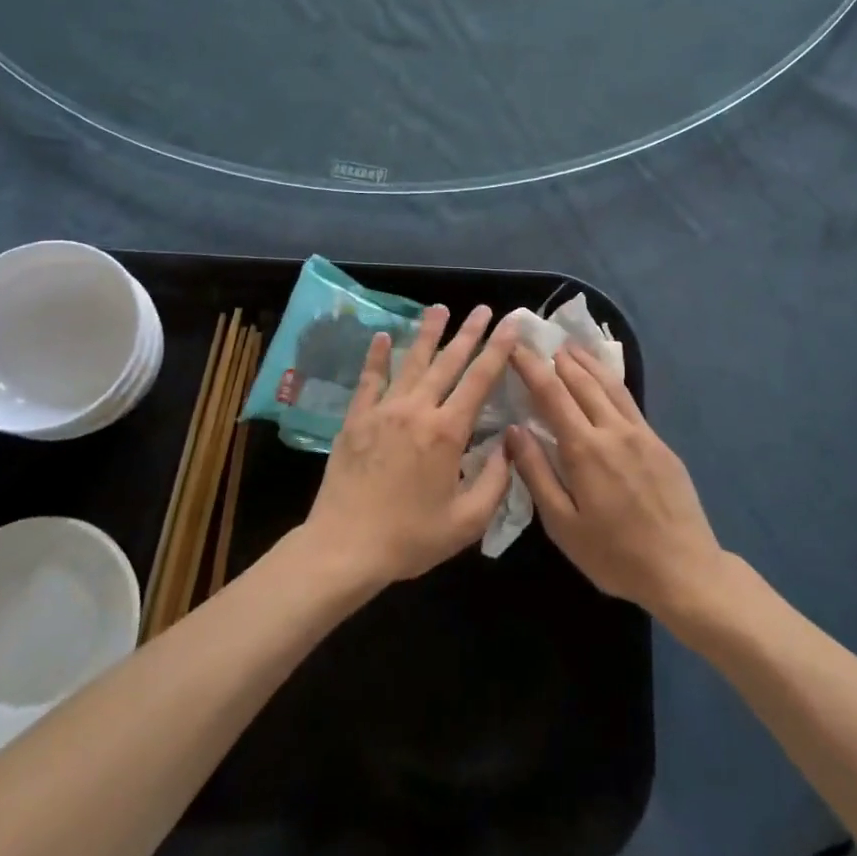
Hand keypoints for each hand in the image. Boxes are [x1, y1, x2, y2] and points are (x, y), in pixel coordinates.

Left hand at [303, 305, 517, 588]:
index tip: (510, 324)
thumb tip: (509, 443)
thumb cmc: (410, 538)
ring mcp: (383, 411)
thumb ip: (496, 480)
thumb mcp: (467, 521)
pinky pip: (369, 379)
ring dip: (427, 334)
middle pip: (448, 362)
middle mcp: (417, 410)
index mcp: (447, 432)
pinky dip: (377, 356)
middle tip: (483, 308)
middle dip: (468, 333)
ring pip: (410, 362)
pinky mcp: (356, 419)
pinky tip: (381, 336)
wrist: (345, 547)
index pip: (480, 380)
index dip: (498, 350)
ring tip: (439, 309)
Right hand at [506, 343, 728, 618]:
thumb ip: (537, 473)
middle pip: (582, 380)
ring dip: (586, 362)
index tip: (514, 347)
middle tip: (539, 340)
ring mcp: (642, 433)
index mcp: (585, 449)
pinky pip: (629, 400)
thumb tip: (514, 431)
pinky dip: (610, 381)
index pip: (551, 393)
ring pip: (609, 384)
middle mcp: (613, 430)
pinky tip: (604, 380)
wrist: (684, 570)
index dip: (530, 366)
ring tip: (569, 347)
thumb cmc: (615, 555)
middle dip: (557, 358)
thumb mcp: (563, 525)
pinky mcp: (660, 443)